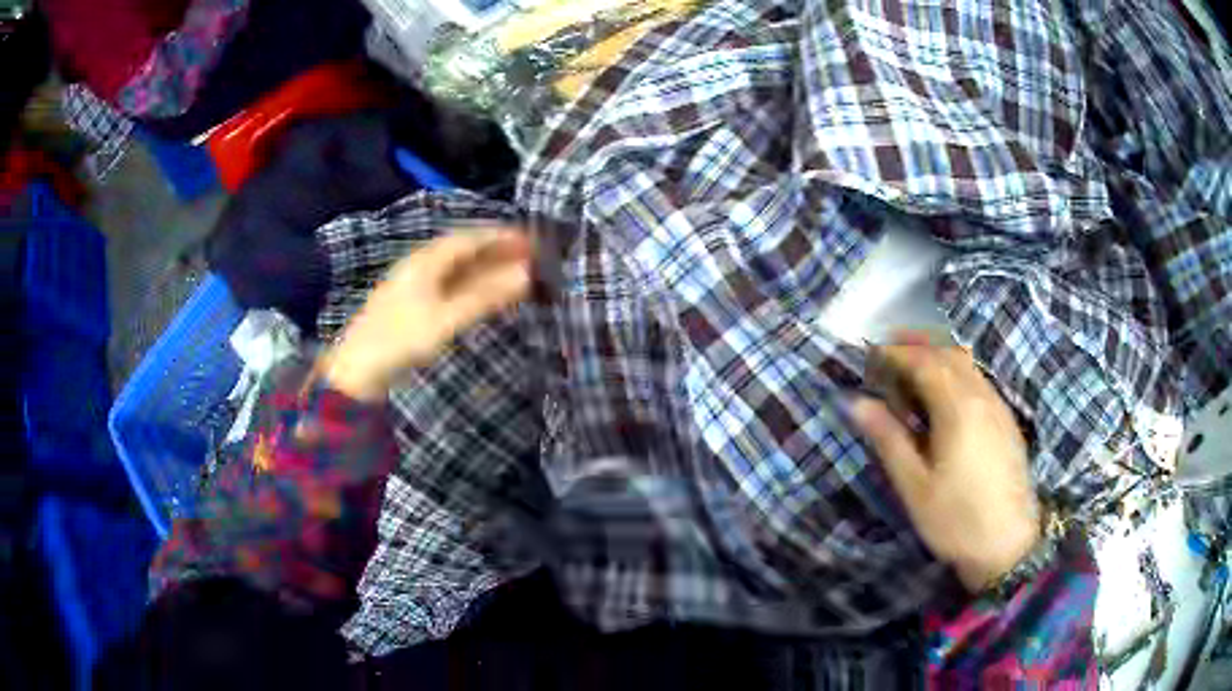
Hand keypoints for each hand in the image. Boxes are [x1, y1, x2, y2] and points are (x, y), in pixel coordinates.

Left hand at [322, 228, 532, 400]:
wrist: (358, 369)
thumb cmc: (402, 339)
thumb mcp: (447, 318)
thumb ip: (486, 296)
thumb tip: (526, 275)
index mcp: (426, 260)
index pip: (469, 238)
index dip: (500, 236)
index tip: (530, 240)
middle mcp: (420, 265)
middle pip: (463, 250)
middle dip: (495, 251)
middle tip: (528, 257)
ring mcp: (414, 285)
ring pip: (455, 268)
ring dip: (484, 269)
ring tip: (513, 274)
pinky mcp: (412, 304)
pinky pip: (449, 284)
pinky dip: (471, 284)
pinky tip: (482, 294)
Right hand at [852, 333, 1039, 591]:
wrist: (1008, 546)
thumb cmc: (955, 520)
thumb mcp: (914, 486)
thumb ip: (888, 438)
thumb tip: (856, 402)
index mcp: (958, 408)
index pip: (924, 362)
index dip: (896, 353)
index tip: (870, 354)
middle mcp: (982, 397)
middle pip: (949, 354)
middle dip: (918, 345)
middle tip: (888, 349)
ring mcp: (998, 407)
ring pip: (967, 365)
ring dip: (939, 355)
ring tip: (913, 366)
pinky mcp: (1006, 421)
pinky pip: (979, 380)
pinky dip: (956, 372)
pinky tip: (945, 393)